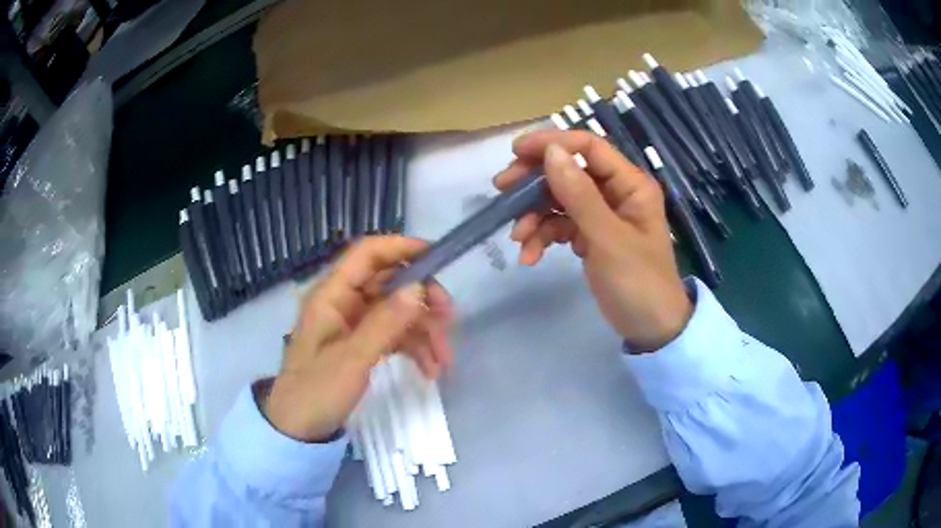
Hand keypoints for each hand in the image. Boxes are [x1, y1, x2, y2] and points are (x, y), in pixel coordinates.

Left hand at [264, 236, 452, 441]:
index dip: (402, 248)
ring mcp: (353, 324)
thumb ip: (385, 322)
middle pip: (389, 283)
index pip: (368, 254)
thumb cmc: (317, 392)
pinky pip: (393, 336)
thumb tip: (419, 288)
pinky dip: (413, 349)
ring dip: (423, 331)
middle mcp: (343, 302)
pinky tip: (430, 370)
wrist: (298, 430)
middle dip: (422, 298)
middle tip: (449, 317)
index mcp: (331, 295)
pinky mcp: (361, 345)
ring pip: (396, 312)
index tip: (437, 258)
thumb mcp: (352, 359)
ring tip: (444, 360)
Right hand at [494, 130, 691, 351]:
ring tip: (518, 238)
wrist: (650, 328)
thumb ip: (580, 195)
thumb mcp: (608, 239)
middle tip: (502, 189)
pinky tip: (530, 256)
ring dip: (534, 215)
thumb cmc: (639, 283)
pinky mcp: (590, 236)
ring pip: (559, 199)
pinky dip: (543, 236)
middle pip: (568, 170)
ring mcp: (601, 214)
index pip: (588, 147)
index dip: (552, 143)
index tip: (515, 151)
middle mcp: (616, 192)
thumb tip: (551, 152)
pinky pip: (560, 224)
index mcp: (630, 183)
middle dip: (535, 180)